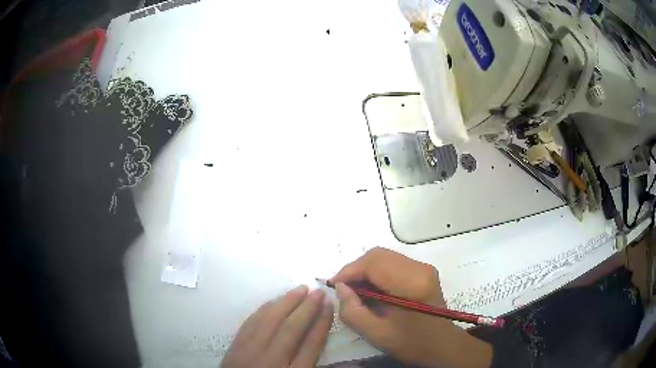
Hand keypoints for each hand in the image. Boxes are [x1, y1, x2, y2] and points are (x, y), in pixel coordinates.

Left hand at [221, 286, 333, 367]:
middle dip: (307, 307)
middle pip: (292, 328)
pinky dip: (265, 309)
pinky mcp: (236, 345)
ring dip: (286, 302)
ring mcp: (250, 351)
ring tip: (300, 289)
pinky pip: (251, 322)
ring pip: (270, 320)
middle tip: (318, 291)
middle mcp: (272, 360)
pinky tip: (274, 301)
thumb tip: (317, 334)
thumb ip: (308, 360)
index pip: (312, 344)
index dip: (322, 323)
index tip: (329, 305)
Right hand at [331, 247, 492, 367]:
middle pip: (378, 255)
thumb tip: (341, 287)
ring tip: (355, 289)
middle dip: (356, 268)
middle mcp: (420, 268)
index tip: (334, 285)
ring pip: (385, 256)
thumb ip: (352, 311)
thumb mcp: (376, 334)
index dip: (349, 271)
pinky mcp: (423, 271)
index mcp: (412, 284)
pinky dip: (376, 272)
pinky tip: (371, 288)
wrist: (441, 345)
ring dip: (365, 269)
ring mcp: (424, 268)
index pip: (373, 264)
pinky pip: (393, 263)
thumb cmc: (410, 343)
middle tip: (343, 288)